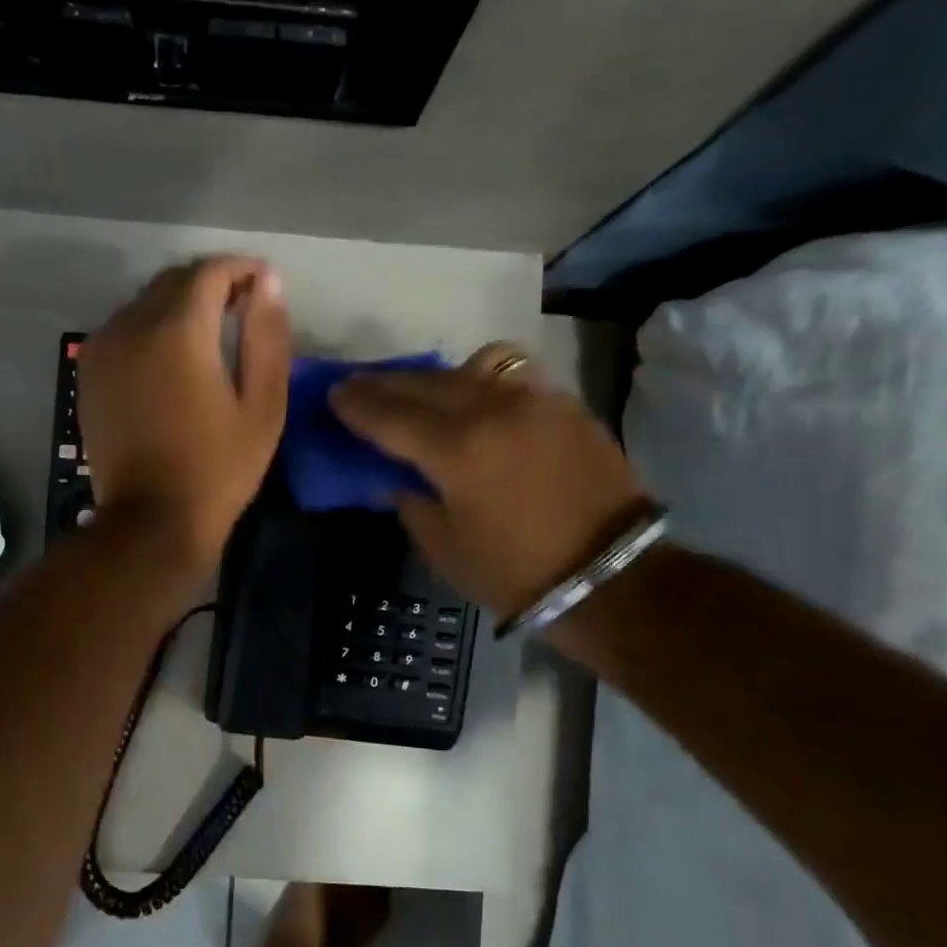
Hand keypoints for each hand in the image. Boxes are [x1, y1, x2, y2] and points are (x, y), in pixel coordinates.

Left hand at [78, 256, 291, 571]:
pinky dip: (151, 326)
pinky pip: (123, 327)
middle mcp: (132, 326)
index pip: (210, 271)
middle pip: (173, 280)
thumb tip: (267, 281)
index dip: (241, 269)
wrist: (151, 520)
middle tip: (242, 307)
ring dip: (179, 303)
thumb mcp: (262, 406)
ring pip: (145, 301)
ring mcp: (103, 348)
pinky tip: (171, 356)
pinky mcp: (89, 372)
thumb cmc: (218, 468)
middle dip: (211, 283)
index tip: (263, 283)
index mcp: (178, 331)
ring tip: (211, 332)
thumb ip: (266, 336)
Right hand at [328, 344, 651, 618]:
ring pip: (468, 369)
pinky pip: (509, 376)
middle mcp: (492, 410)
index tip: (334, 394)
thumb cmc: (516, 574)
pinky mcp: (563, 405)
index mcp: (457, 451)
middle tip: (359, 386)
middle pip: (424, 383)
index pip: (390, 415)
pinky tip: (471, 400)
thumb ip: (411, 500)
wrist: (612, 577)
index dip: (356, 404)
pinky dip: (479, 381)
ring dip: (433, 377)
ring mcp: (533, 401)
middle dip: (385, 384)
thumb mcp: (444, 546)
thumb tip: (396, 473)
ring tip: (417, 391)